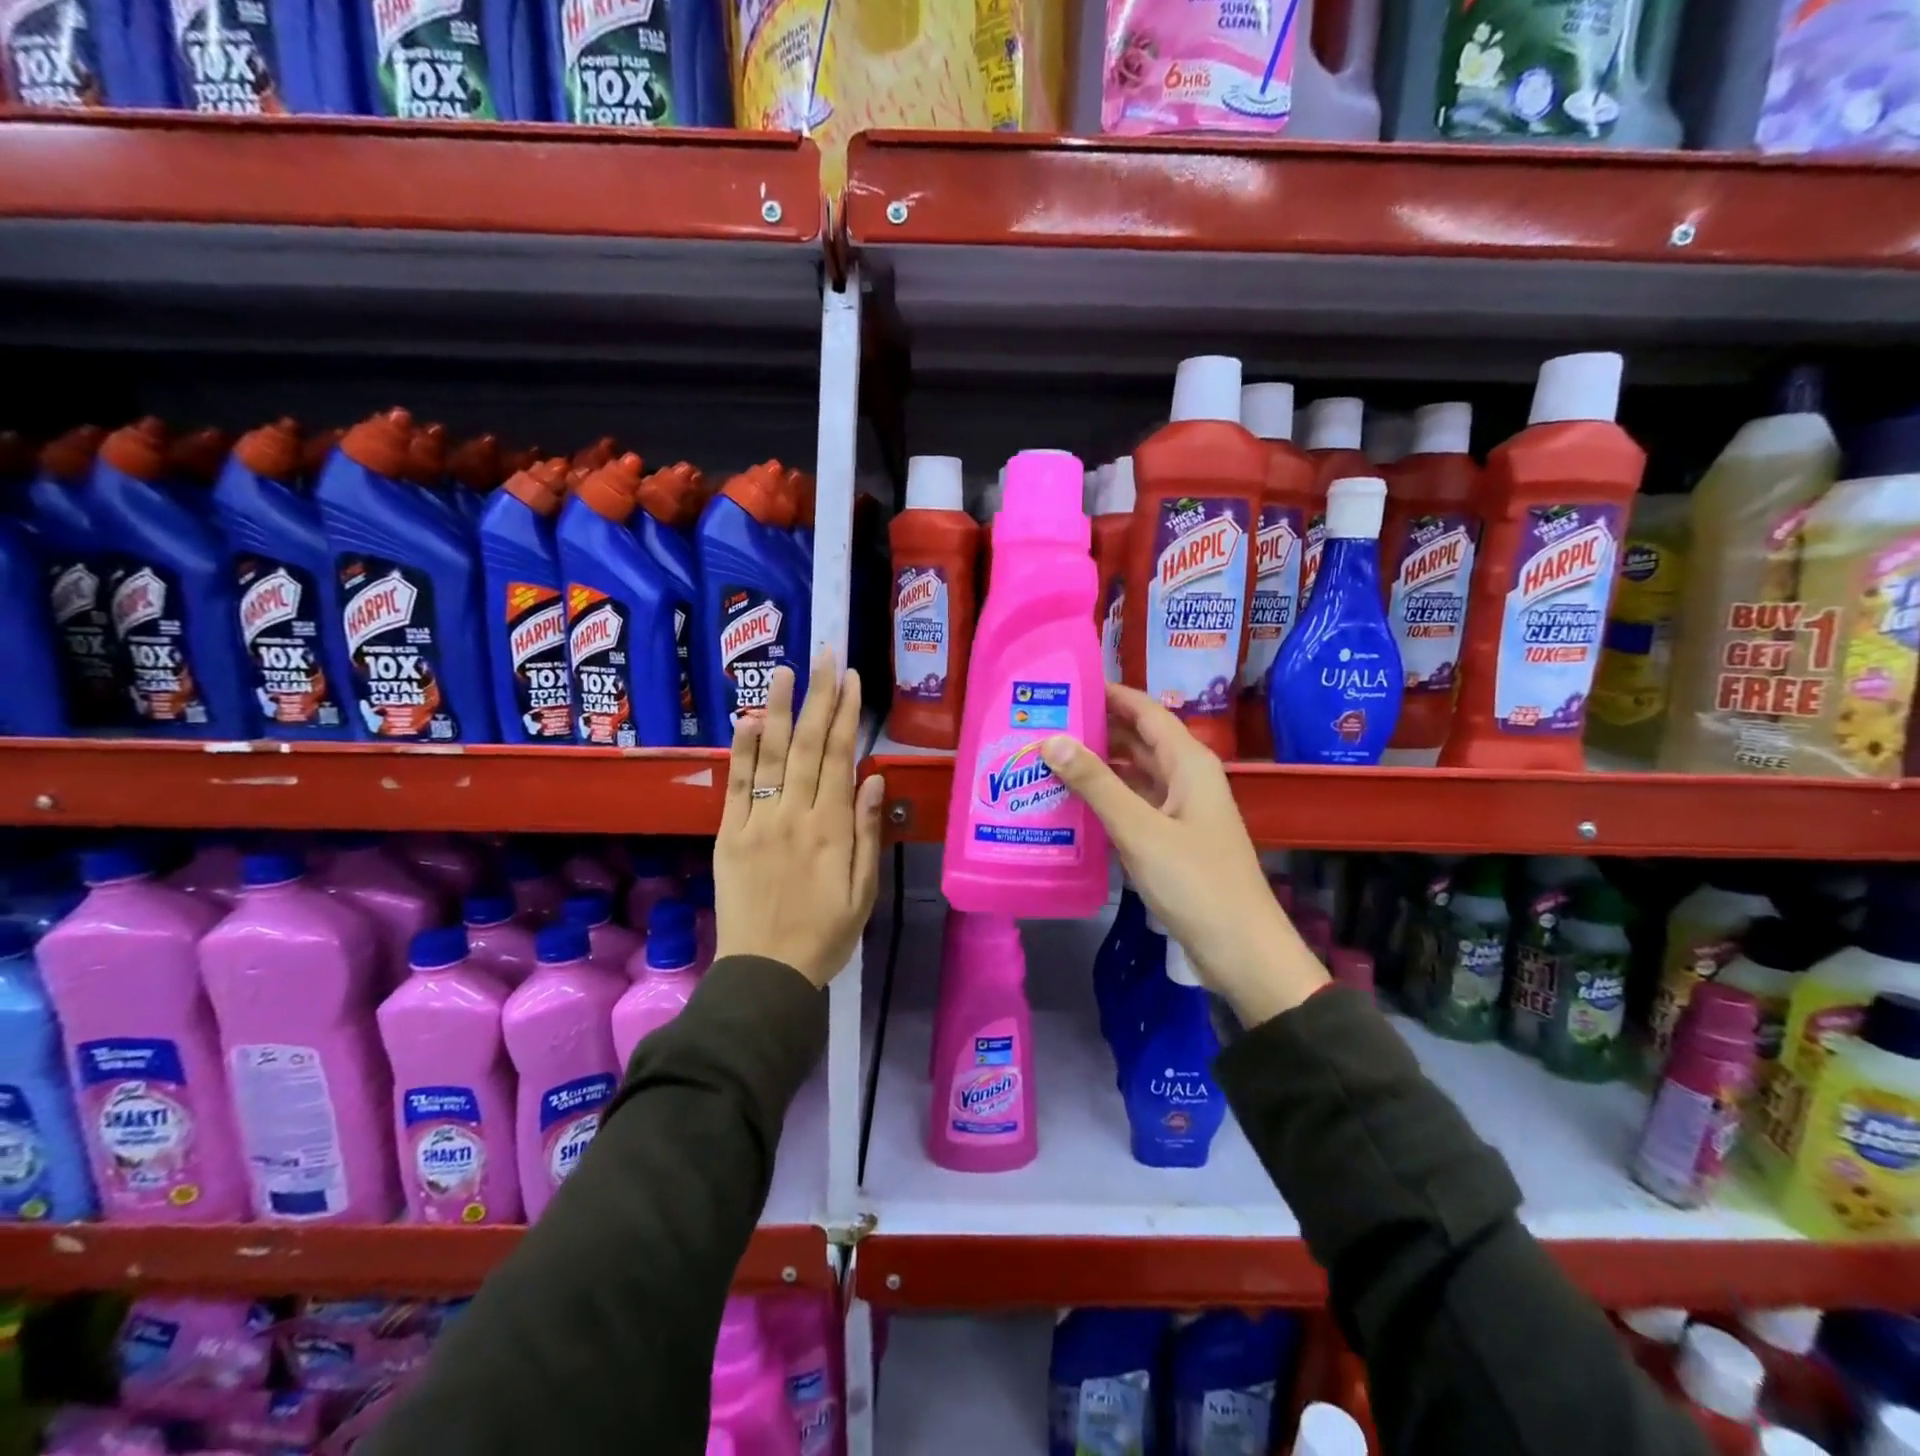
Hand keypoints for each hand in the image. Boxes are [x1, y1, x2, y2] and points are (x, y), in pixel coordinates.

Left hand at [714, 652, 884, 987]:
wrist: (767, 973)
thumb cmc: (826, 934)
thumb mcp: (864, 891)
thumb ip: (869, 833)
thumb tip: (876, 779)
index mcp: (833, 829)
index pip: (840, 758)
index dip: (846, 715)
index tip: (851, 679)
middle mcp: (796, 816)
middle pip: (809, 746)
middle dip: (818, 697)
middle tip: (824, 655)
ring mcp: (758, 823)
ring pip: (771, 756)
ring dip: (779, 709)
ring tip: (784, 670)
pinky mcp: (729, 835)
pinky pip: (737, 785)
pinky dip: (743, 750)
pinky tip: (749, 719)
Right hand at [1039, 683, 1326, 1026]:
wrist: (1242, 951)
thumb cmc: (1196, 883)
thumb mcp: (1140, 830)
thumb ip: (1096, 784)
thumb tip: (1051, 739)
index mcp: (1188, 763)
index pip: (1145, 710)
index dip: (1108, 694)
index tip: (1063, 685)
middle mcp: (1186, 778)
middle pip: (1137, 739)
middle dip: (1094, 728)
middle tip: (1042, 723)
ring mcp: (1180, 810)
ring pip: (1133, 774)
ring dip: (1096, 766)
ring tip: (1045, 759)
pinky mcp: (1172, 840)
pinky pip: (1134, 806)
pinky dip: (1105, 800)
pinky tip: (1069, 804)